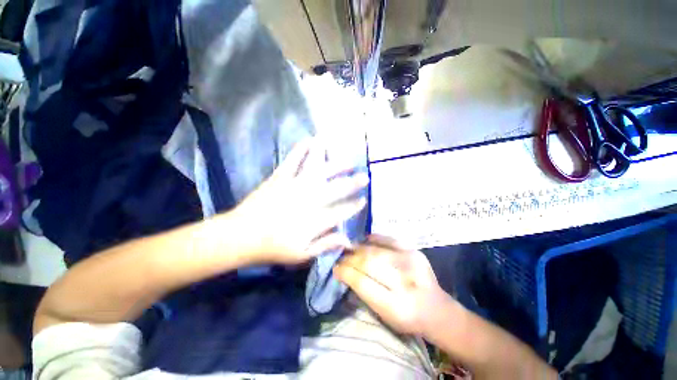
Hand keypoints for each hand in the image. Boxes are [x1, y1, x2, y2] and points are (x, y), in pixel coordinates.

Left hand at [231, 138, 367, 264]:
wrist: (240, 236)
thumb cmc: (272, 248)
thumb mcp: (301, 255)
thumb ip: (325, 245)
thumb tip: (348, 240)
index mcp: (314, 221)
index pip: (341, 212)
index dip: (354, 206)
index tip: (363, 200)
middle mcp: (308, 201)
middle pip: (336, 189)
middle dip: (353, 183)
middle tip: (365, 177)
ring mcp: (294, 186)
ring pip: (320, 172)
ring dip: (335, 165)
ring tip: (348, 160)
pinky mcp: (280, 178)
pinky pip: (293, 161)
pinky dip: (302, 149)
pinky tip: (310, 140)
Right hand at [334, 235, 453, 336]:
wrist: (437, 309)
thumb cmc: (407, 318)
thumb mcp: (384, 315)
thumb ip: (364, 292)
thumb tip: (344, 271)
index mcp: (396, 307)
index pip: (362, 283)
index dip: (345, 273)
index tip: (335, 268)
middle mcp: (405, 282)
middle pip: (369, 263)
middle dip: (350, 259)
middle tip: (340, 257)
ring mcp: (412, 262)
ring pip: (376, 250)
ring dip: (358, 248)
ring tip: (350, 249)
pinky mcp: (415, 251)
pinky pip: (389, 239)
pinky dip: (373, 239)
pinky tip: (364, 241)